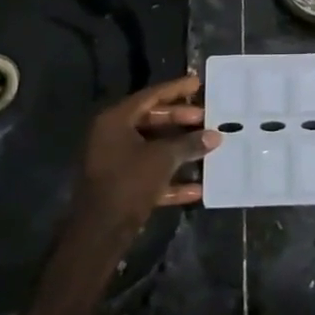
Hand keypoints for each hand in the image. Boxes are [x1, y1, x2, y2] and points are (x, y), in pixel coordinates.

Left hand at [70, 76, 219, 242]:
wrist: (100, 231)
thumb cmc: (129, 182)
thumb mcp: (163, 158)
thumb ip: (189, 144)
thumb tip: (215, 135)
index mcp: (115, 120)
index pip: (150, 96)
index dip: (175, 89)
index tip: (197, 83)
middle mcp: (111, 136)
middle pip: (151, 120)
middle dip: (180, 120)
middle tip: (206, 117)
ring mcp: (114, 162)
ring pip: (151, 148)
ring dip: (178, 149)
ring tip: (206, 146)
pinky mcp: (120, 186)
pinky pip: (149, 174)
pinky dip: (170, 178)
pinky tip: (196, 188)